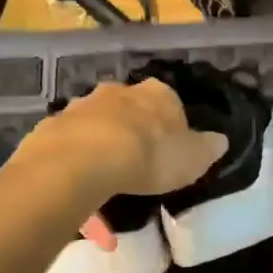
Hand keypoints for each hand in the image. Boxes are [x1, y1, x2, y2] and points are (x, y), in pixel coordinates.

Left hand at [12, 79, 226, 203]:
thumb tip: (219, 139)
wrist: (85, 161)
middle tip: (137, 160)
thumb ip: (208, 148)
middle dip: (133, 128)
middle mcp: (120, 91)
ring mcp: (82, 105)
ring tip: (106, 175)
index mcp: (158, 95)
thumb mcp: (194, 159)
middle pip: (131, 108)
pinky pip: (70, 141)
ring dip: (102, 140)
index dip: (171, 125)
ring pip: (98, 122)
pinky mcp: (53, 125)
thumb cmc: (150, 156)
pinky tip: (79, 181)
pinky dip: (76, 157)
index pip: (171, 103)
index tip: (170, 148)